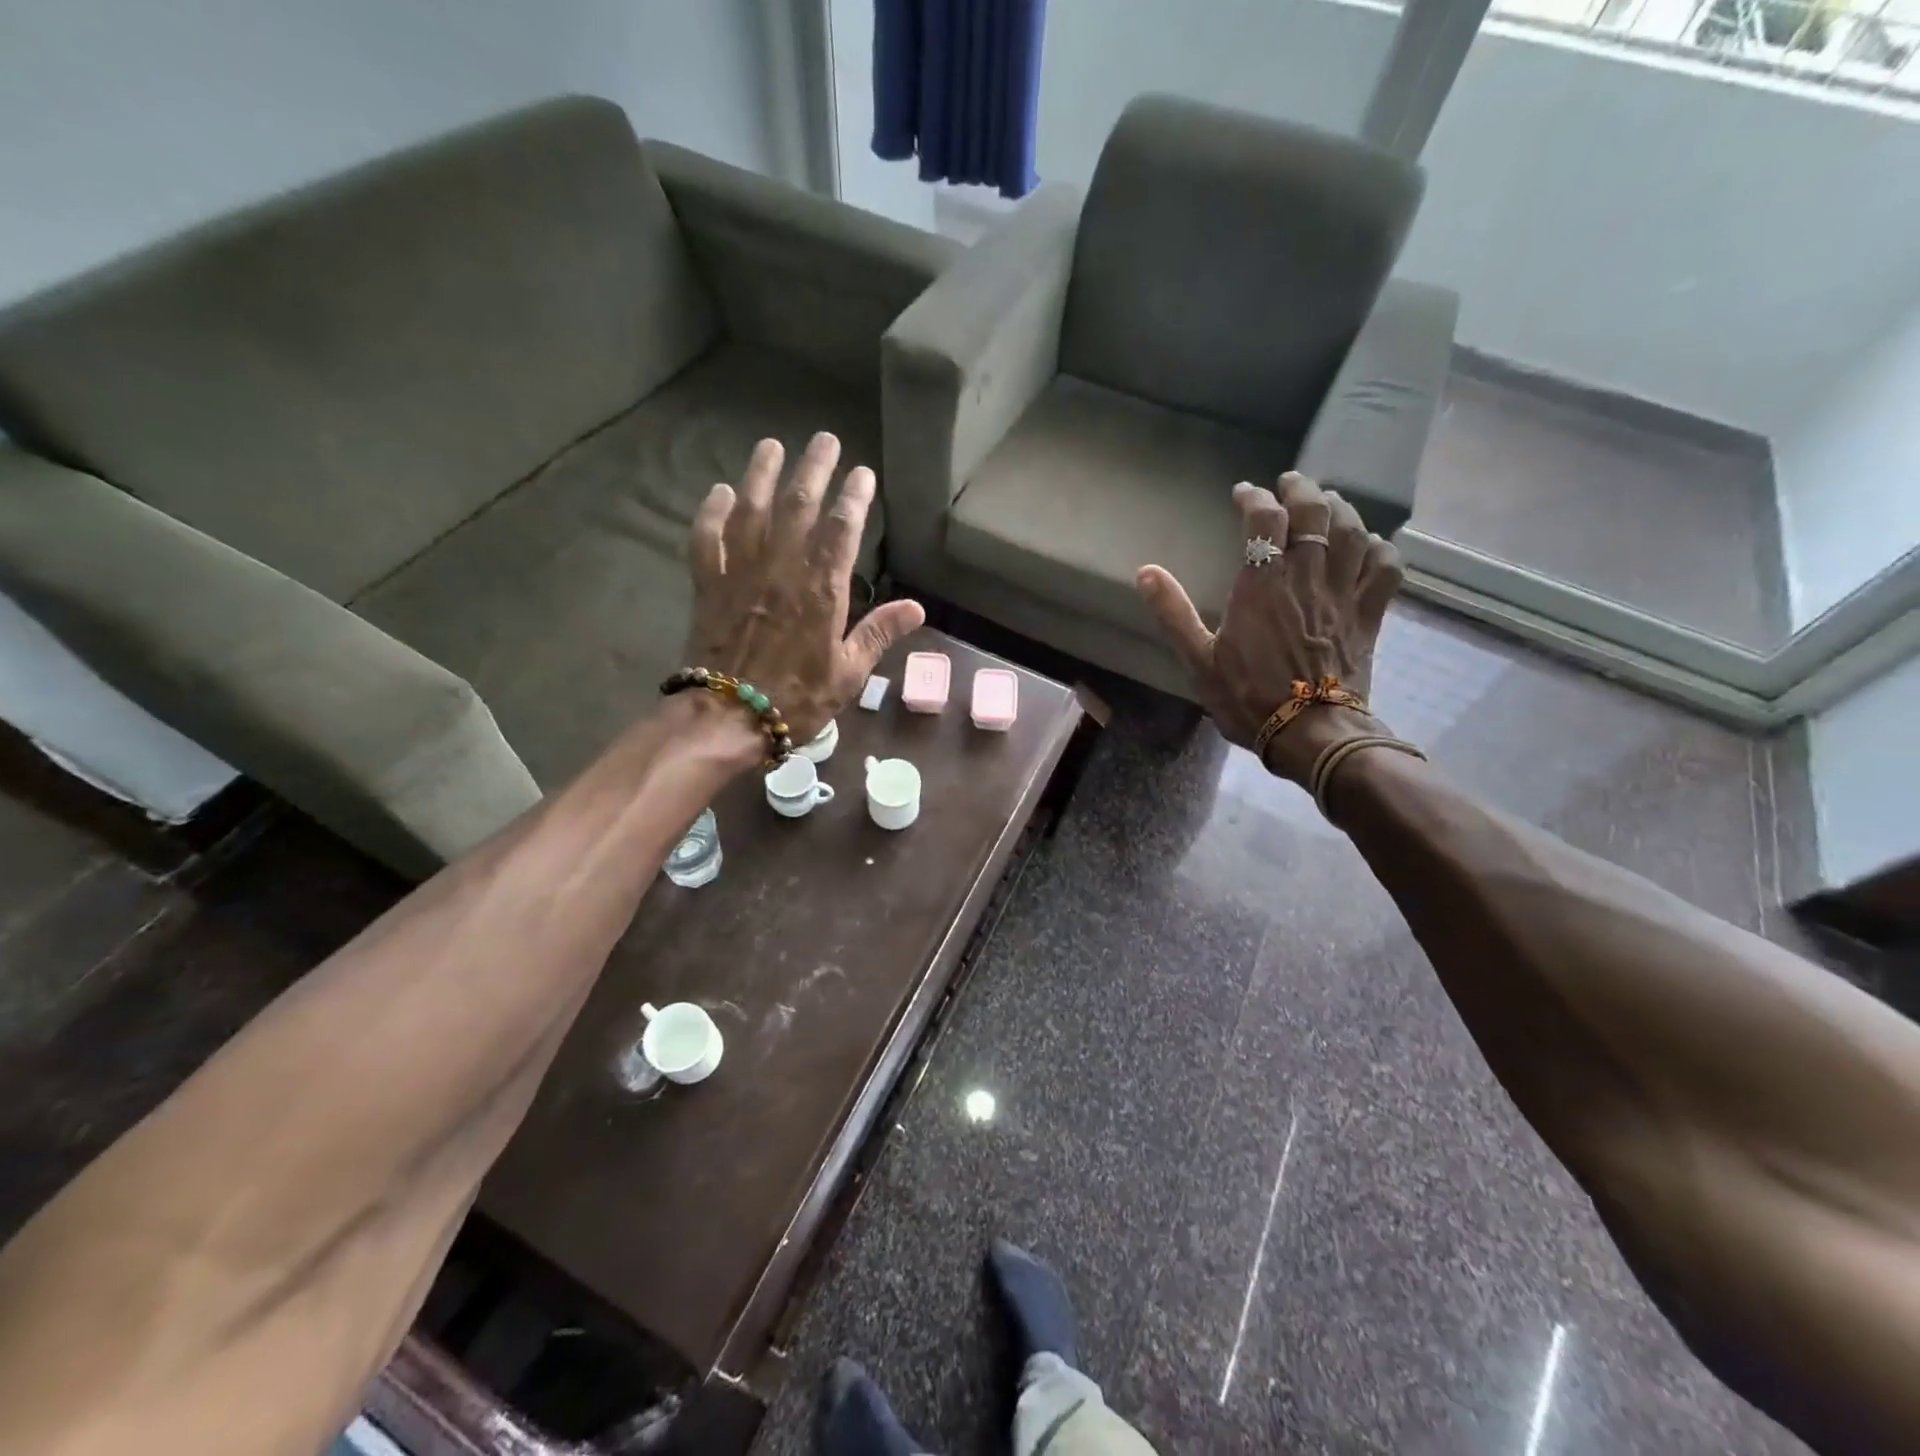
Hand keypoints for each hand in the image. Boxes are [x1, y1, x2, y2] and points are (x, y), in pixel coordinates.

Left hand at [686, 433, 923, 744]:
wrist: (727, 718)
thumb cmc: (797, 700)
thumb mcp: (849, 674)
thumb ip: (879, 634)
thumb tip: (917, 608)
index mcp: (821, 591)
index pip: (841, 530)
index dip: (854, 497)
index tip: (862, 473)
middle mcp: (781, 570)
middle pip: (798, 506)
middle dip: (813, 468)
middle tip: (824, 439)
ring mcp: (740, 574)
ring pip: (752, 511)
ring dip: (762, 475)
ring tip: (772, 446)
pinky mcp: (709, 586)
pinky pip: (707, 540)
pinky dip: (712, 513)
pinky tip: (720, 492)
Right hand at [1134, 471, 1403, 785]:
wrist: (1310, 734)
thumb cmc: (1248, 697)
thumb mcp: (1199, 659)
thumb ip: (1173, 613)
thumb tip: (1144, 572)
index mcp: (1263, 585)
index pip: (1264, 521)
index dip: (1253, 499)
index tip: (1242, 494)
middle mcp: (1306, 577)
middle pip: (1313, 512)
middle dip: (1301, 489)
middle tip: (1289, 483)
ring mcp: (1343, 594)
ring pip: (1352, 531)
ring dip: (1340, 509)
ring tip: (1328, 502)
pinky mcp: (1368, 614)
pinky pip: (1384, 568)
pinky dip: (1378, 549)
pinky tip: (1367, 546)